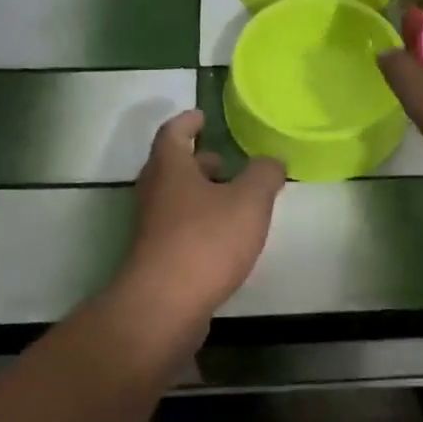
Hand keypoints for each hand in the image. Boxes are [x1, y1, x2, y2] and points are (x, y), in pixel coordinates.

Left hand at [118, 110, 284, 321]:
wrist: (165, 305)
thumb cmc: (206, 241)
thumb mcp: (249, 201)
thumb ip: (264, 175)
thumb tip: (271, 162)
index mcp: (170, 169)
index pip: (173, 133)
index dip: (187, 122)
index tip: (201, 116)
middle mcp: (155, 193)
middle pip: (171, 168)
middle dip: (197, 161)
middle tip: (222, 160)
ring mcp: (152, 228)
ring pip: (175, 200)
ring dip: (199, 194)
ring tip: (232, 199)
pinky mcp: (157, 258)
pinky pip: (179, 229)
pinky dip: (199, 223)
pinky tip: (224, 238)